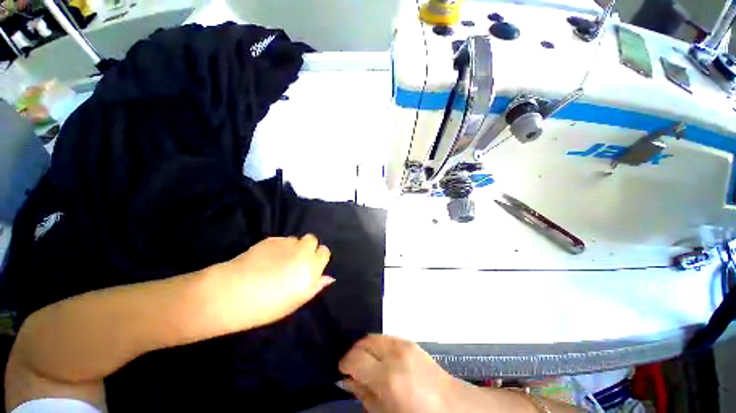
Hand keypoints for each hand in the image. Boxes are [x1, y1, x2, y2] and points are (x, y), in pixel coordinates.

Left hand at [201, 234, 333, 330]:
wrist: (231, 294)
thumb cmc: (266, 306)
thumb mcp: (296, 302)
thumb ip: (315, 286)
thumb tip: (329, 278)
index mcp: (311, 268)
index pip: (324, 252)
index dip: (318, 257)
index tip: (310, 265)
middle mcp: (301, 252)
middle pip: (312, 240)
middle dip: (307, 247)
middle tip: (295, 260)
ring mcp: (285, 244)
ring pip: (295, 239)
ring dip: (292, 247)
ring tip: (278, 260)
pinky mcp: (270, 239)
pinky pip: (281, 240)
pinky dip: (278, 247)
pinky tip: (266, 259)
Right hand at [339, 335, 539, 412]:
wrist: (452, 405)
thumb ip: (363, 394)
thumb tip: (346, 379)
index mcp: (388, 376)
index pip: (354, 358)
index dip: (344, 364)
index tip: (341, 372)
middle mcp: (394, 353)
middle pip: (362, 342)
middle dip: (353, 352)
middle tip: (351, 368)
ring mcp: (403, 343)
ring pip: (373, 336)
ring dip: (364, 347)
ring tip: (365, 363)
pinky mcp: (409, 341)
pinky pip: (385, 338)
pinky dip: (377, 345)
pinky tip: (379, 358)